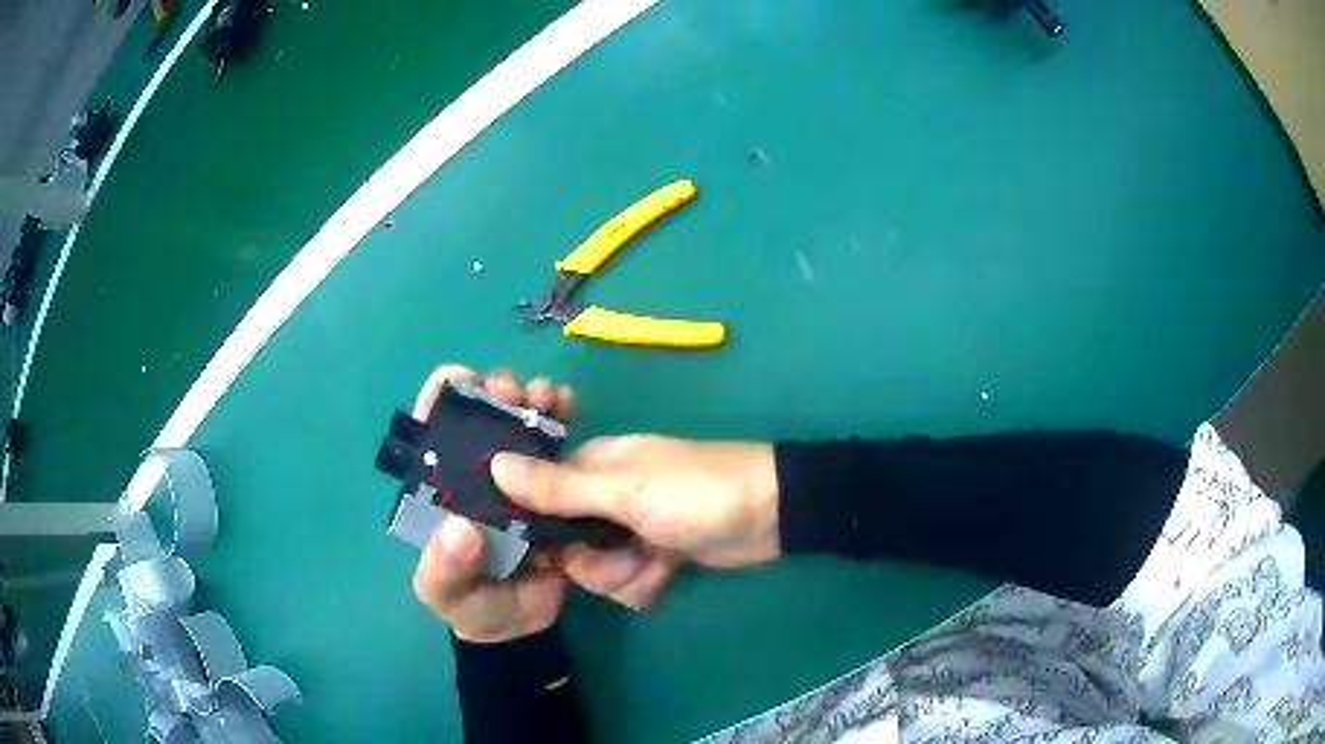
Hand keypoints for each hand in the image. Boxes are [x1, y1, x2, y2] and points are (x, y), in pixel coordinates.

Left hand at [411, 364, 576, 643]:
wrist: (521, 628)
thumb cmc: (471, 606)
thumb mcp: (445, 593)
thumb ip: (444, 567)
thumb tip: (462, 528)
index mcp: (443, 489)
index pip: (436, 431)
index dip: (443, 398)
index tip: (464, 379)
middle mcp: (477, 475)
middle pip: (483, 417)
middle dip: (496, 391)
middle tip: (513, 392)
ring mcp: (518, 479)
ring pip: (521, 425)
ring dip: (532, 399)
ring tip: (545, 395)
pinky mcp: (554, 489)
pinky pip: (557, 449)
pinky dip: (562, 419)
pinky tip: (570, 403)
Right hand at [491, 435, 778, 609]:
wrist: (773, 515)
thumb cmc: (698, 493)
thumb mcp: (626, 490)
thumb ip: (560, 487)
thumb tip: (494, 465)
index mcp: (591, 468)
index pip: (537, 500)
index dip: (540, 532)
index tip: (550, 553)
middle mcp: (604, 497)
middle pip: (567, 546)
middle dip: (593, 564)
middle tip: (624, 556)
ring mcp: (631, 528)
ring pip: (598, 569)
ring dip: (624, 577)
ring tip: (656, 564)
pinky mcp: (655, 553)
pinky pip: (628, 580)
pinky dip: (645, 584)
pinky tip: (668, 575)